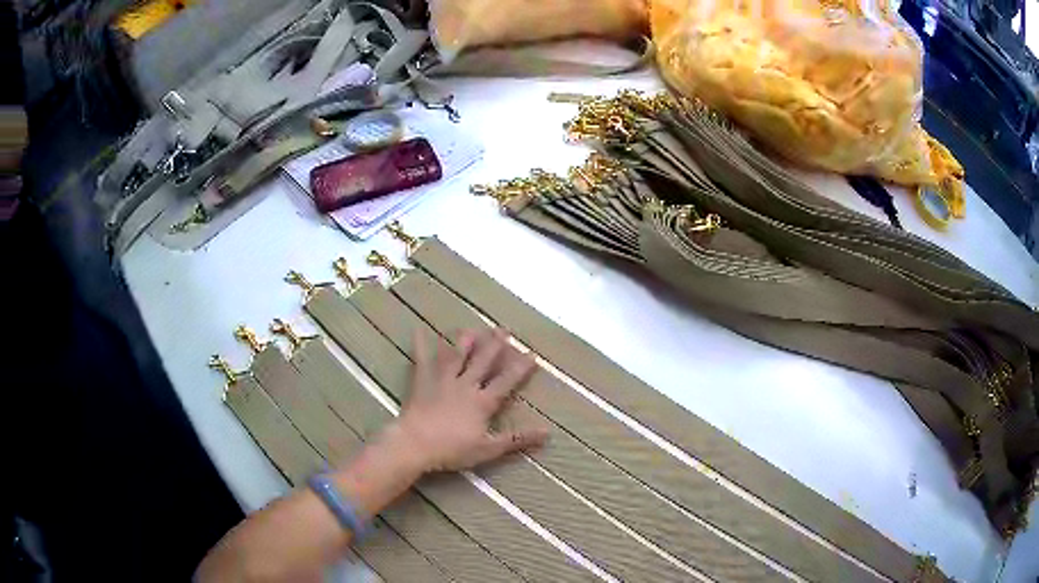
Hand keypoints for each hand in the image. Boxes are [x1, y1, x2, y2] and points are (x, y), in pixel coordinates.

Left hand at [394, 328, 548, 472]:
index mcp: (482, 401)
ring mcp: (442, 380)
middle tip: (503, 330)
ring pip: (457, 355)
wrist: (415, 444)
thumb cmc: (452, 449)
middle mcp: (465, 385)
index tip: (531, 354)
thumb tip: (547, 432)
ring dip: (466, 341)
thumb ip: (517, 439)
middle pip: (483, 361)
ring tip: (473, 328)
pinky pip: (421, 359)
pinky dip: (420, 344)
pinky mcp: (422, 381)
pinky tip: (419, 329)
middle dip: (495, 345)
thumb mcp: (489, 448)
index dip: (520, 368)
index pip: (506, 381)